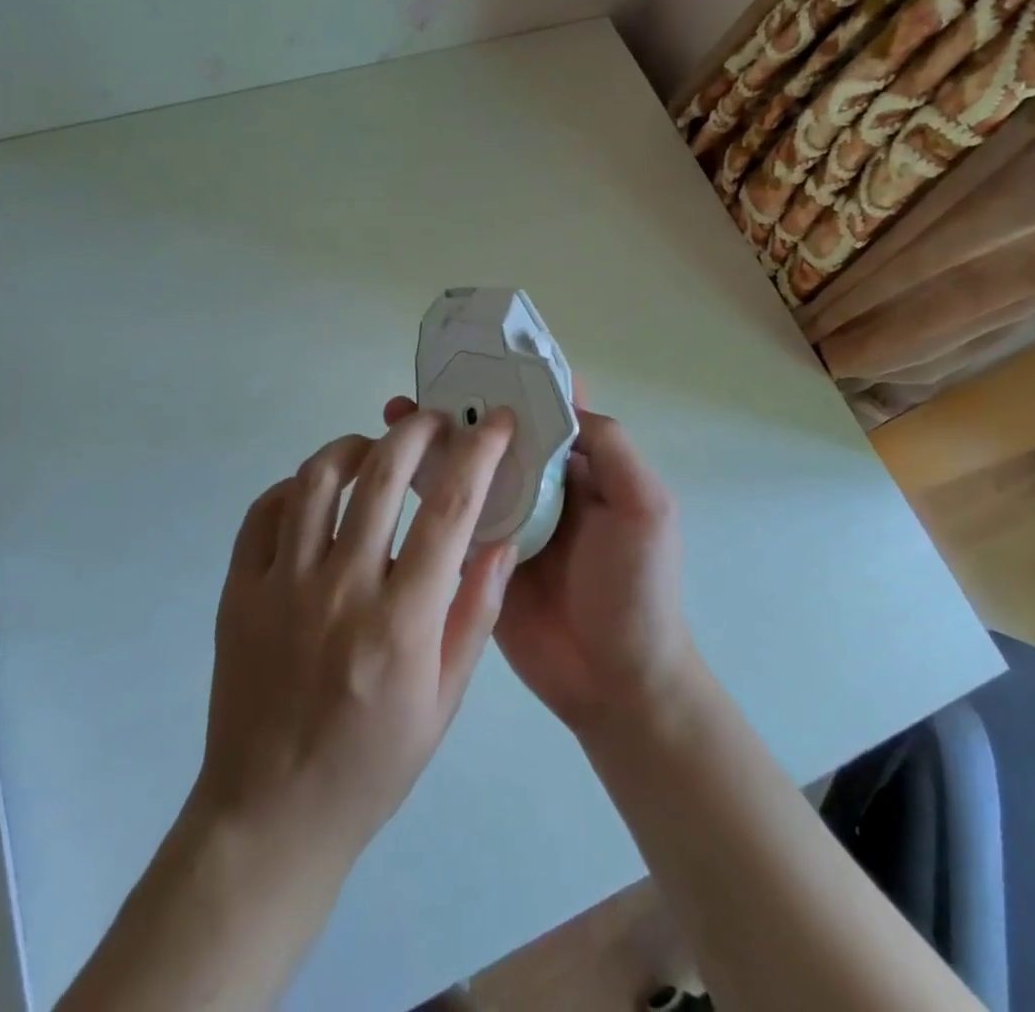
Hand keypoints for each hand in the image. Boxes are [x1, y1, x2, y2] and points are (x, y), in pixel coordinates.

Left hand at [193, 408, 520, 869]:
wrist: (271, 816)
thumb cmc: (372, 763)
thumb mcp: (445, 700)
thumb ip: (477, 613)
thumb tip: (502, 540)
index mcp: (401, 621)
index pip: (450, 511)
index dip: (478, 454)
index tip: (495, 423)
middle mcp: (341, 589)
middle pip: (381, 475)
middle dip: (416, 432)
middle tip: (434, 421)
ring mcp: (282, 586)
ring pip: (316, 479)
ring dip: (353, 446)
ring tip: (374, 448)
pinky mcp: (239, 591)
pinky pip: (264, 512)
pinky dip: (295, 487)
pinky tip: (316, 494)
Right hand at [382, 395, 695, 736]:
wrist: (616, 683)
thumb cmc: (638, 589)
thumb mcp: (645, 508)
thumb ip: (611, 449)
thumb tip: (563, 400)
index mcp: (581, 468)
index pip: (549, 410)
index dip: (518, 380)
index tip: (478, 352)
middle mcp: (542, 486)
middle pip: (500, 434)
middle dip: (464, 405)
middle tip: (421, 385)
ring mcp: (508, 521)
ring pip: (470, 469)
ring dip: (437, 441)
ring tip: (395, 414)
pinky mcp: (480, 557)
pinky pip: (451, 515)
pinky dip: (424, 490)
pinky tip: (389, 472)